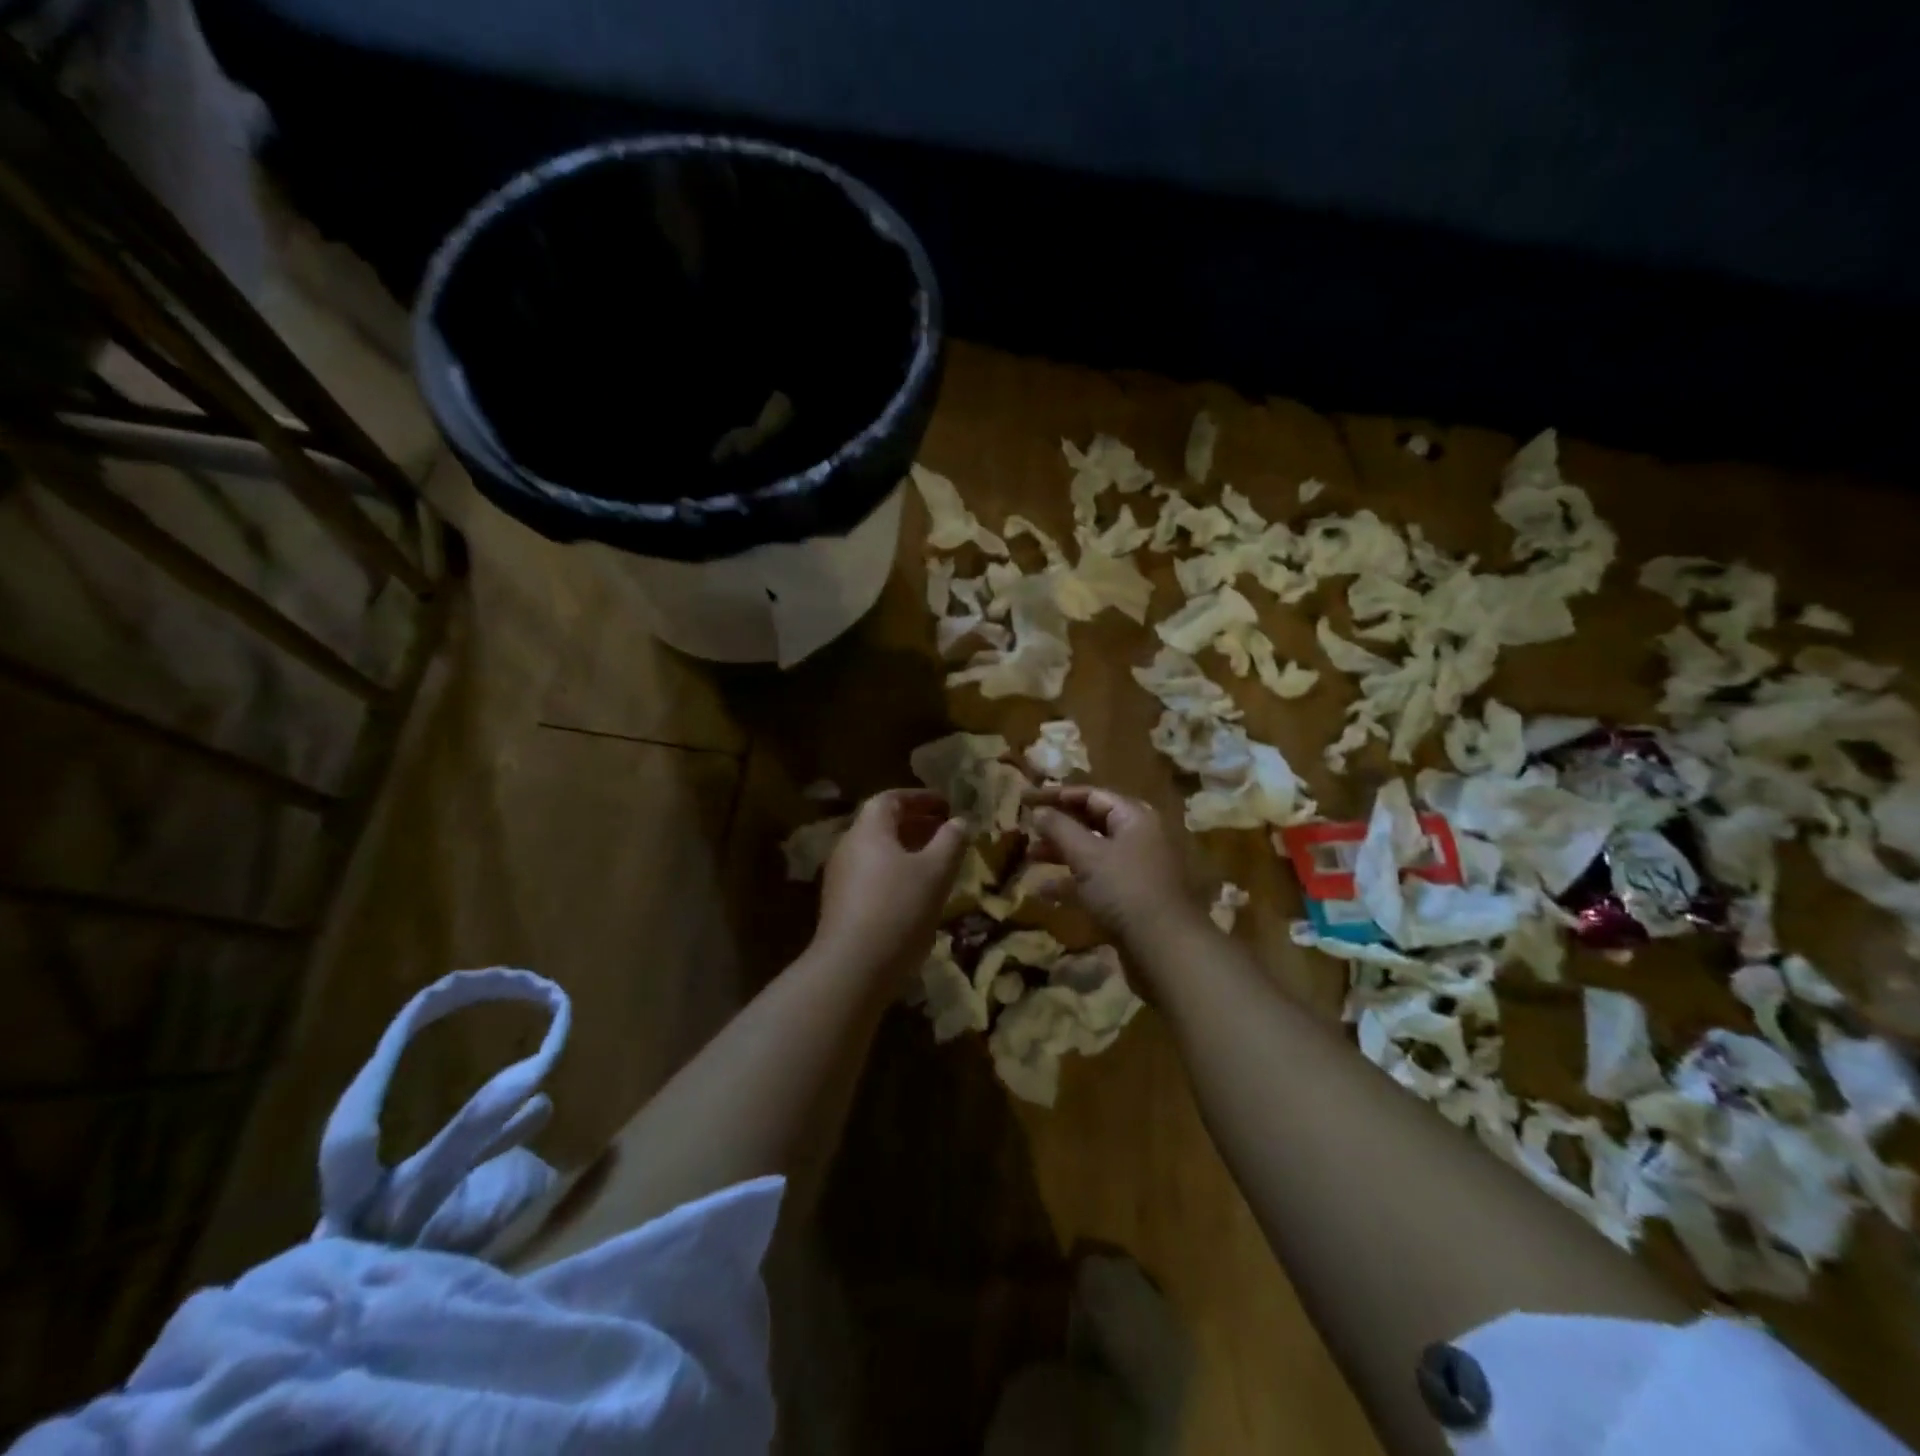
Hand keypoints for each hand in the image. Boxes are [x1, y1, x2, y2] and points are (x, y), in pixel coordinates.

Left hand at [815, 789, 968, 980]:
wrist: (852, 968)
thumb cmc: (899, 909)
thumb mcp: (936, 872)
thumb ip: (951, 841)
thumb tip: (960, 821)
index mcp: (868, 830)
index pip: (891, 799)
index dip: (920, 798)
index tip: (946, 804)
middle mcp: (848, 847)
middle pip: (882, 825)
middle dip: (915, 824)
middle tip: (945, 831)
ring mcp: (840, 878)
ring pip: (877, 852)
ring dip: (906, 850)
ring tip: (936, 862)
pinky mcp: (840, 905)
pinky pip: (871, 875)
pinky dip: (895, 872)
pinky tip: (915, 893)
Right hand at [1028, 786, 1209, 965]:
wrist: (1164, 948)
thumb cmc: (1124, 889)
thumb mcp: (1087, 855)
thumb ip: (1060, 828)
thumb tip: (1039, 812)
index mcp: (1134, 817)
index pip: (1091, 795)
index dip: (1056, 795)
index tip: (1025, 800)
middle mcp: (1138, 838)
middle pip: (1092, 822)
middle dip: (1058, 826)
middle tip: (1026, 830)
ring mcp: (1136, 869)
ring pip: (1092, 853)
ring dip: (1061, 853)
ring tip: (1029, 857)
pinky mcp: (1131, 898)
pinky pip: (1096, 881)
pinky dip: (1072, 882)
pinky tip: (1044, 892)